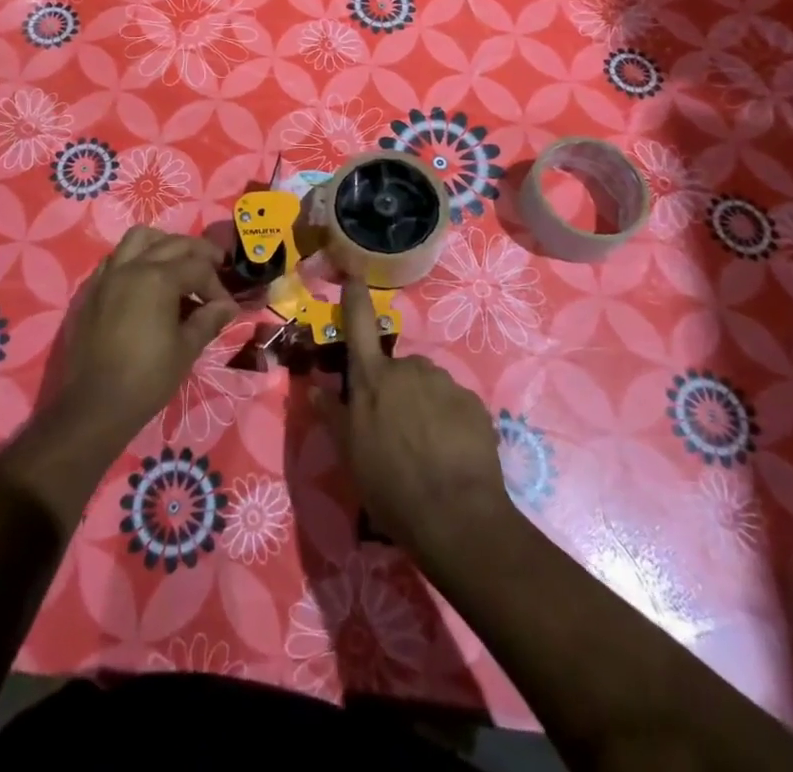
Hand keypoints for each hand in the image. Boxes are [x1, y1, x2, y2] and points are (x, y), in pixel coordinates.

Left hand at [51, 227, 237, 447]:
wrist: (95, 405)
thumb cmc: (147, 378)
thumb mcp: (186, 349)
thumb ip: (208, 320)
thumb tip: (228, 306)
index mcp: (158, 278)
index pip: (198, 268)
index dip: (217, 286)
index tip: (226, 308)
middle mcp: (132, 266)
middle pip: (172, 244)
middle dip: (198, 254)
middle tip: (215, 268)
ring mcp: (108, 275)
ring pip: (139, 239)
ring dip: (163, 244)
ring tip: (178, 263)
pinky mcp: (92, 290)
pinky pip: (116, 258)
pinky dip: (135, 258)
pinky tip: (144, 281)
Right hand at [312, 280, 519, 568]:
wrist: (456, 517)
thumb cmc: (390, 485)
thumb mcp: (350, 455)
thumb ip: (334, 415)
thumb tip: (317, 388)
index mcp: (373, 378)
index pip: (359, 325)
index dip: (355, 298)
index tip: (353, 275)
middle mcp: (409, 369)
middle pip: (398, 368)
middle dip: (396, 389)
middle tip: (396, 432)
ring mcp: (445, 383)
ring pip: (428, 385)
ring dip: (424, 406)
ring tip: (425, 449)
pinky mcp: (474, 403)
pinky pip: (455, 405)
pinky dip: (450, 421)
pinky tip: (450, 454)